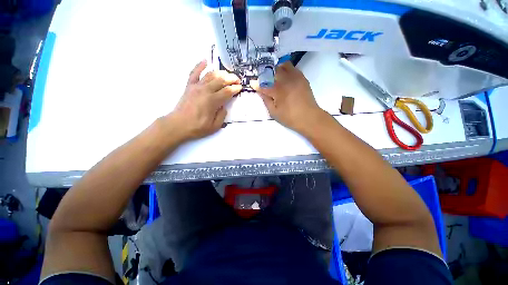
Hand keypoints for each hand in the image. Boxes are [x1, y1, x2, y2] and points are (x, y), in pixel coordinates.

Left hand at [168, 60, 241, 141]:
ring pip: (210, 75)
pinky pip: (194, 73)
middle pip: (221, 80)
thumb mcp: (214, 126)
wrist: (178, 125)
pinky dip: (200, 65)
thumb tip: (224, 106)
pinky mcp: (189, 86)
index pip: (227, 91)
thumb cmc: (197, 127)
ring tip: (227, 74)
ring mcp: (196, 86)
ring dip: (220, 73)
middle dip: (231, 79)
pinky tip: (205, 60)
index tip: (240, 87)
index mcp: (212, 101)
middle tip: (237, 80)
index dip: (235, 88)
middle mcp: (205, 91)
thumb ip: (222, 115)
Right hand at [251, 62, 324, 133]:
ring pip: (284, 65)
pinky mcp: (302, 78)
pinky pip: (293, 68)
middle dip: (266, 74)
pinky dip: (286, 70)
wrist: (309, 117)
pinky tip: (285, 79)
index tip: (253, 84)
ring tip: (274, 78)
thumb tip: (260, 91)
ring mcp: (296, 77)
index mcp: (278, 90)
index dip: (257, 84)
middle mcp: (286, 80)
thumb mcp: (274, 112)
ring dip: (277, 70)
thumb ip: (266, 100)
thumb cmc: (290, 117)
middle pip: (273, 70)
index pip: (264, 83)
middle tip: (264, 81)